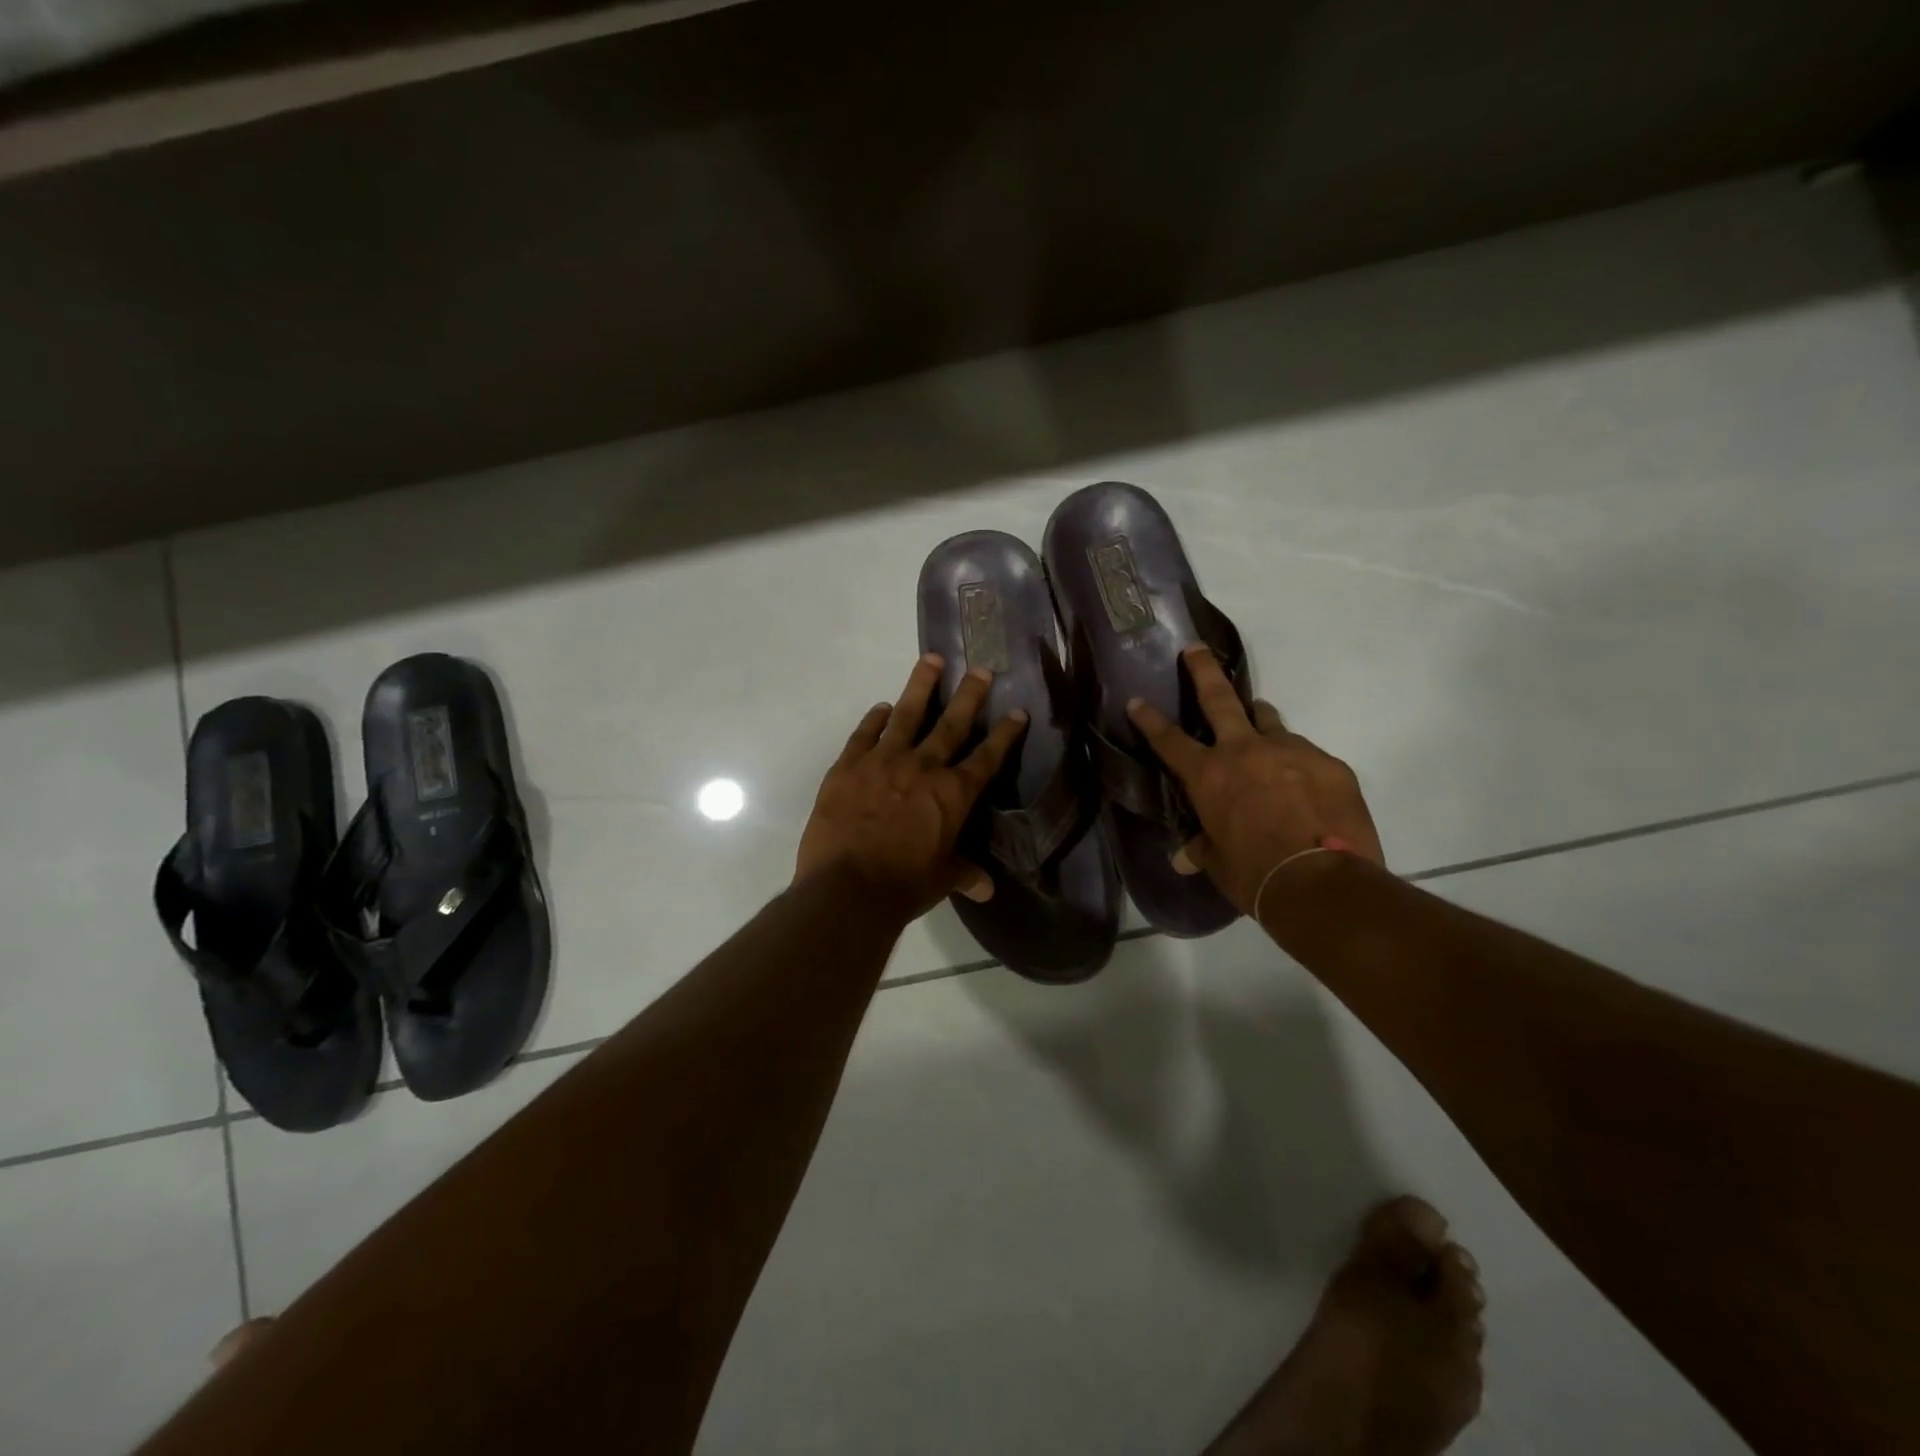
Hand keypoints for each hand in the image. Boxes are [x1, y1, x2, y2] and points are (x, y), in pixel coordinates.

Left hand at [796, 654, 1027, 919]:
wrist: (847, 888)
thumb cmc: (903, 886)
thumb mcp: (942, 880)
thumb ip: (964, 874)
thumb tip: (985, 888)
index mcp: (953, 794)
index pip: (987, 757)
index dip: (1004, 734)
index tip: (1017, 711)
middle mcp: (923, 767)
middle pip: (951, 723)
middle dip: (969, 695)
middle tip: (981, 669)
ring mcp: (883, 761)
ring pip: (906, 714)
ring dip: (921, 685)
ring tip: (931, 659)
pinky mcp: (848, 766)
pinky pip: (864, 734)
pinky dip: (874, 719)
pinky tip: (881, 707)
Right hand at [1126, 645, 1383, 913]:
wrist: (1323, 882)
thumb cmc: (1255, 874)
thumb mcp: (1220, 863)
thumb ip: (1203, 849)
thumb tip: (1184, 859)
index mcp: (1209, 775)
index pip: (1170, 740)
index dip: (1150, 720)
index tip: (1137, 700)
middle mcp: (1245, 751)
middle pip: (1219, 698)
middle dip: (1202, 670)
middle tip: (1195, 649)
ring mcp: (1291, 751)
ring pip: (1269, 721)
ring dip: (1258, 720)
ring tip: (1258, 724)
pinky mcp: (1329, 764)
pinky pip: (1307, 755)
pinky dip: (1297, 765)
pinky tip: (1304, 788)